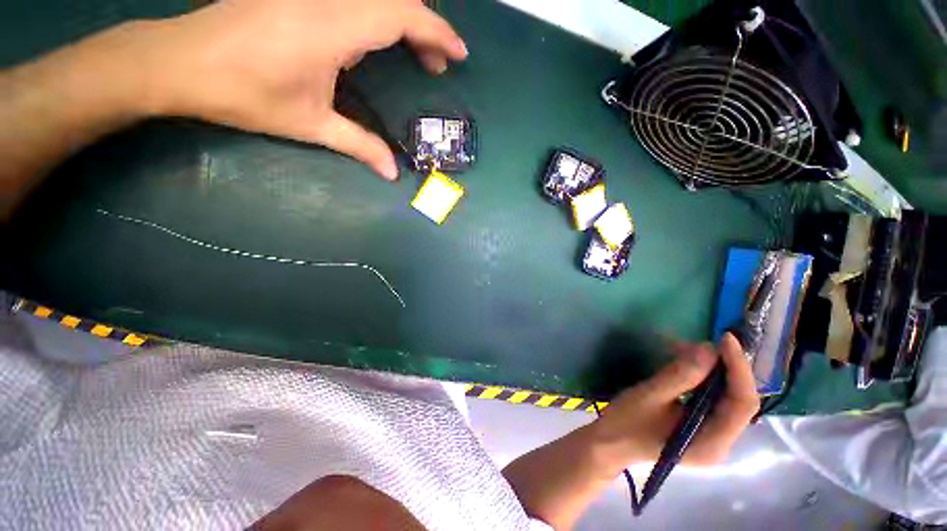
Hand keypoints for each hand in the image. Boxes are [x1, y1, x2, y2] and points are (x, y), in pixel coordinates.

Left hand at [140, 0, 467, 179]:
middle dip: (424, 30)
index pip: (400, 15)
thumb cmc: (244, 94)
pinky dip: (378, 15)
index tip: (458, 54)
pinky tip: (376, 40)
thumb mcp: (310, 125)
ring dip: (403, 21)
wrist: (180, 62)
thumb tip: (393, 174)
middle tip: (434, 66)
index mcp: (332, 27)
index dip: (436, 32)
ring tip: (415, 54)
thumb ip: (360, 146)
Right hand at [594, 333, 759, 467]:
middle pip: (738, 401)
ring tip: (685, 350)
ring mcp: (711, 437)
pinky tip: (684, 365)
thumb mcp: (650, 396)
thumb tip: (708, 348)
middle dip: (723, 368)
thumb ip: (680, 375)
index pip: (742, 404)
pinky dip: (701, 379)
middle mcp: (721, 442)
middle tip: (699, 343)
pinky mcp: (701, 429)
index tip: (726, 339)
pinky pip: (711, 399)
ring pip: (725, 398)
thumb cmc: (626, 423)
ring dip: (710, 371)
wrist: (609, 444)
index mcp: (711, 443)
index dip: (738, 369)